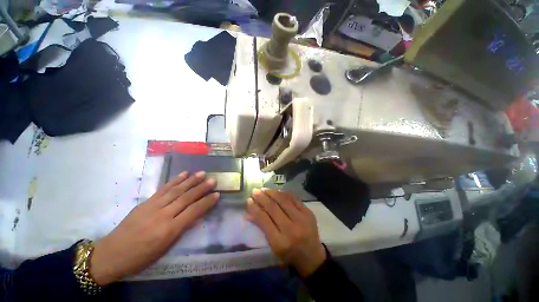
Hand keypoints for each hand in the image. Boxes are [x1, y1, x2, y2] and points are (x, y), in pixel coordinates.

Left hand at [89, 171, 218, 285]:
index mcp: (168, 230)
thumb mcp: (164, 249)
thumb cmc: (141, 257)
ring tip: (202, 173)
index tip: (217, 194)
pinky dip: (174, 180)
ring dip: (190, 180)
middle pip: (186, 198)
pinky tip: (183, 174)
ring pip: (176, 190)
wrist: (110, 254)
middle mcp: (162, 215)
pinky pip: (163, 189)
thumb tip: (197, 216)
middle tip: (213, 180)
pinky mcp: (145, 202)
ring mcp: (152, 207)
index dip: (206, 202)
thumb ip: (181, 230)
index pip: (193, 212)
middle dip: (201, 188)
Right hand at [246, 188, 325, 276]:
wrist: (312, 257)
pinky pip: (294, 198)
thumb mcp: (273, 246)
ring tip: (264, 189)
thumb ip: (262, 227)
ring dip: (272, 193)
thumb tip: (248, 213)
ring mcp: (302, 219)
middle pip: (273, 208)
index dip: (255, 208)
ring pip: (283, 200)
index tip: (249, 200)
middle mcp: (291, 229)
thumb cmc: (289, 254)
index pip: (264, 220)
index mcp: (280, 242)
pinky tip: (277, 191)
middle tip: (255, 191)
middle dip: (262, 197)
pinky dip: (284, 194)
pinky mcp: (308, 213)